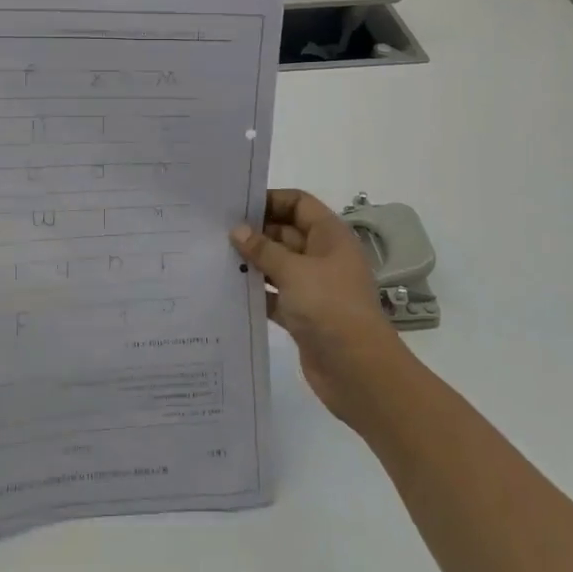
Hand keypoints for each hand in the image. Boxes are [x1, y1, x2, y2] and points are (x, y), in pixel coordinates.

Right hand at [232, 189, 412, 429]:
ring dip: (252, 262)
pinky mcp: (303, 314)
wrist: (358, 370)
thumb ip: (263, 249)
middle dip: (255, 232)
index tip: (236, 206)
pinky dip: (256, 291)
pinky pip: (275, 294)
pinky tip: (228, 289)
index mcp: (330, 236)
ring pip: (278, 265)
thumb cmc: (329, 307)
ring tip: (215, 257)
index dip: (270, 201)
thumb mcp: (294, 271)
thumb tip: (237, 230)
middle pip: (285, 233)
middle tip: (215, 232)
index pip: (299, 204)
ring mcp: (313, 286)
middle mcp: (323, 256)